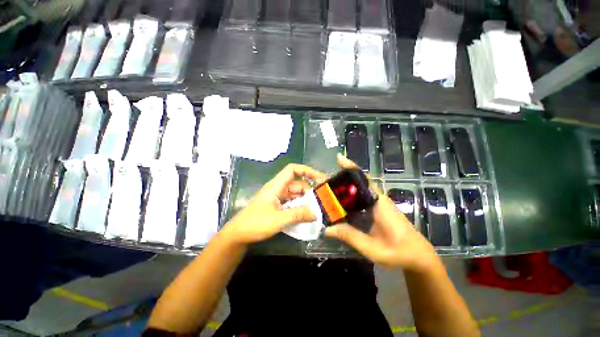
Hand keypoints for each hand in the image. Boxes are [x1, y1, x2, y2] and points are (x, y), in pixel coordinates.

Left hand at [223, 164, 326, 244]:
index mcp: (276, 186)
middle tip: (322, 201)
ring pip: (295, 194)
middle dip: (309, 191)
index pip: (292, 170)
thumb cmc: (255, 223)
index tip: (319, 178)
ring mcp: (277, 198)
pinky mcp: (277, 206)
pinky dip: (299, 207)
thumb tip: (316, 213)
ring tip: (316, 210)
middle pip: (297, 184)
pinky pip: (292, 203)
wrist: (238, 235)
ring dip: (305, 201)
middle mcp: (278, 189)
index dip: (306, 170)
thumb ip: (298, 215)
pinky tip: (306, 215)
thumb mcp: (278, 219)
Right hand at [325, 154, 437, 271]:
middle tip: (321, 179)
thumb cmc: (398, 252)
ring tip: (326, 189)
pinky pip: (359, 199)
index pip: (363, 180)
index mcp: (378, 203)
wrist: (418, 256)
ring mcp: (378, 203)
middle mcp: (377, 199)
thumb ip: (350, 236)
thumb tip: (326, 228)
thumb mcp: (372, 247)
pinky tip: (338, 203)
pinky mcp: (377, 209)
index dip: (350, 168)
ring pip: (358, 190)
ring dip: (343, 187)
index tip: (339, 158)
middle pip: (357, 182)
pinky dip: (348, 198)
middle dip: (340, 177)